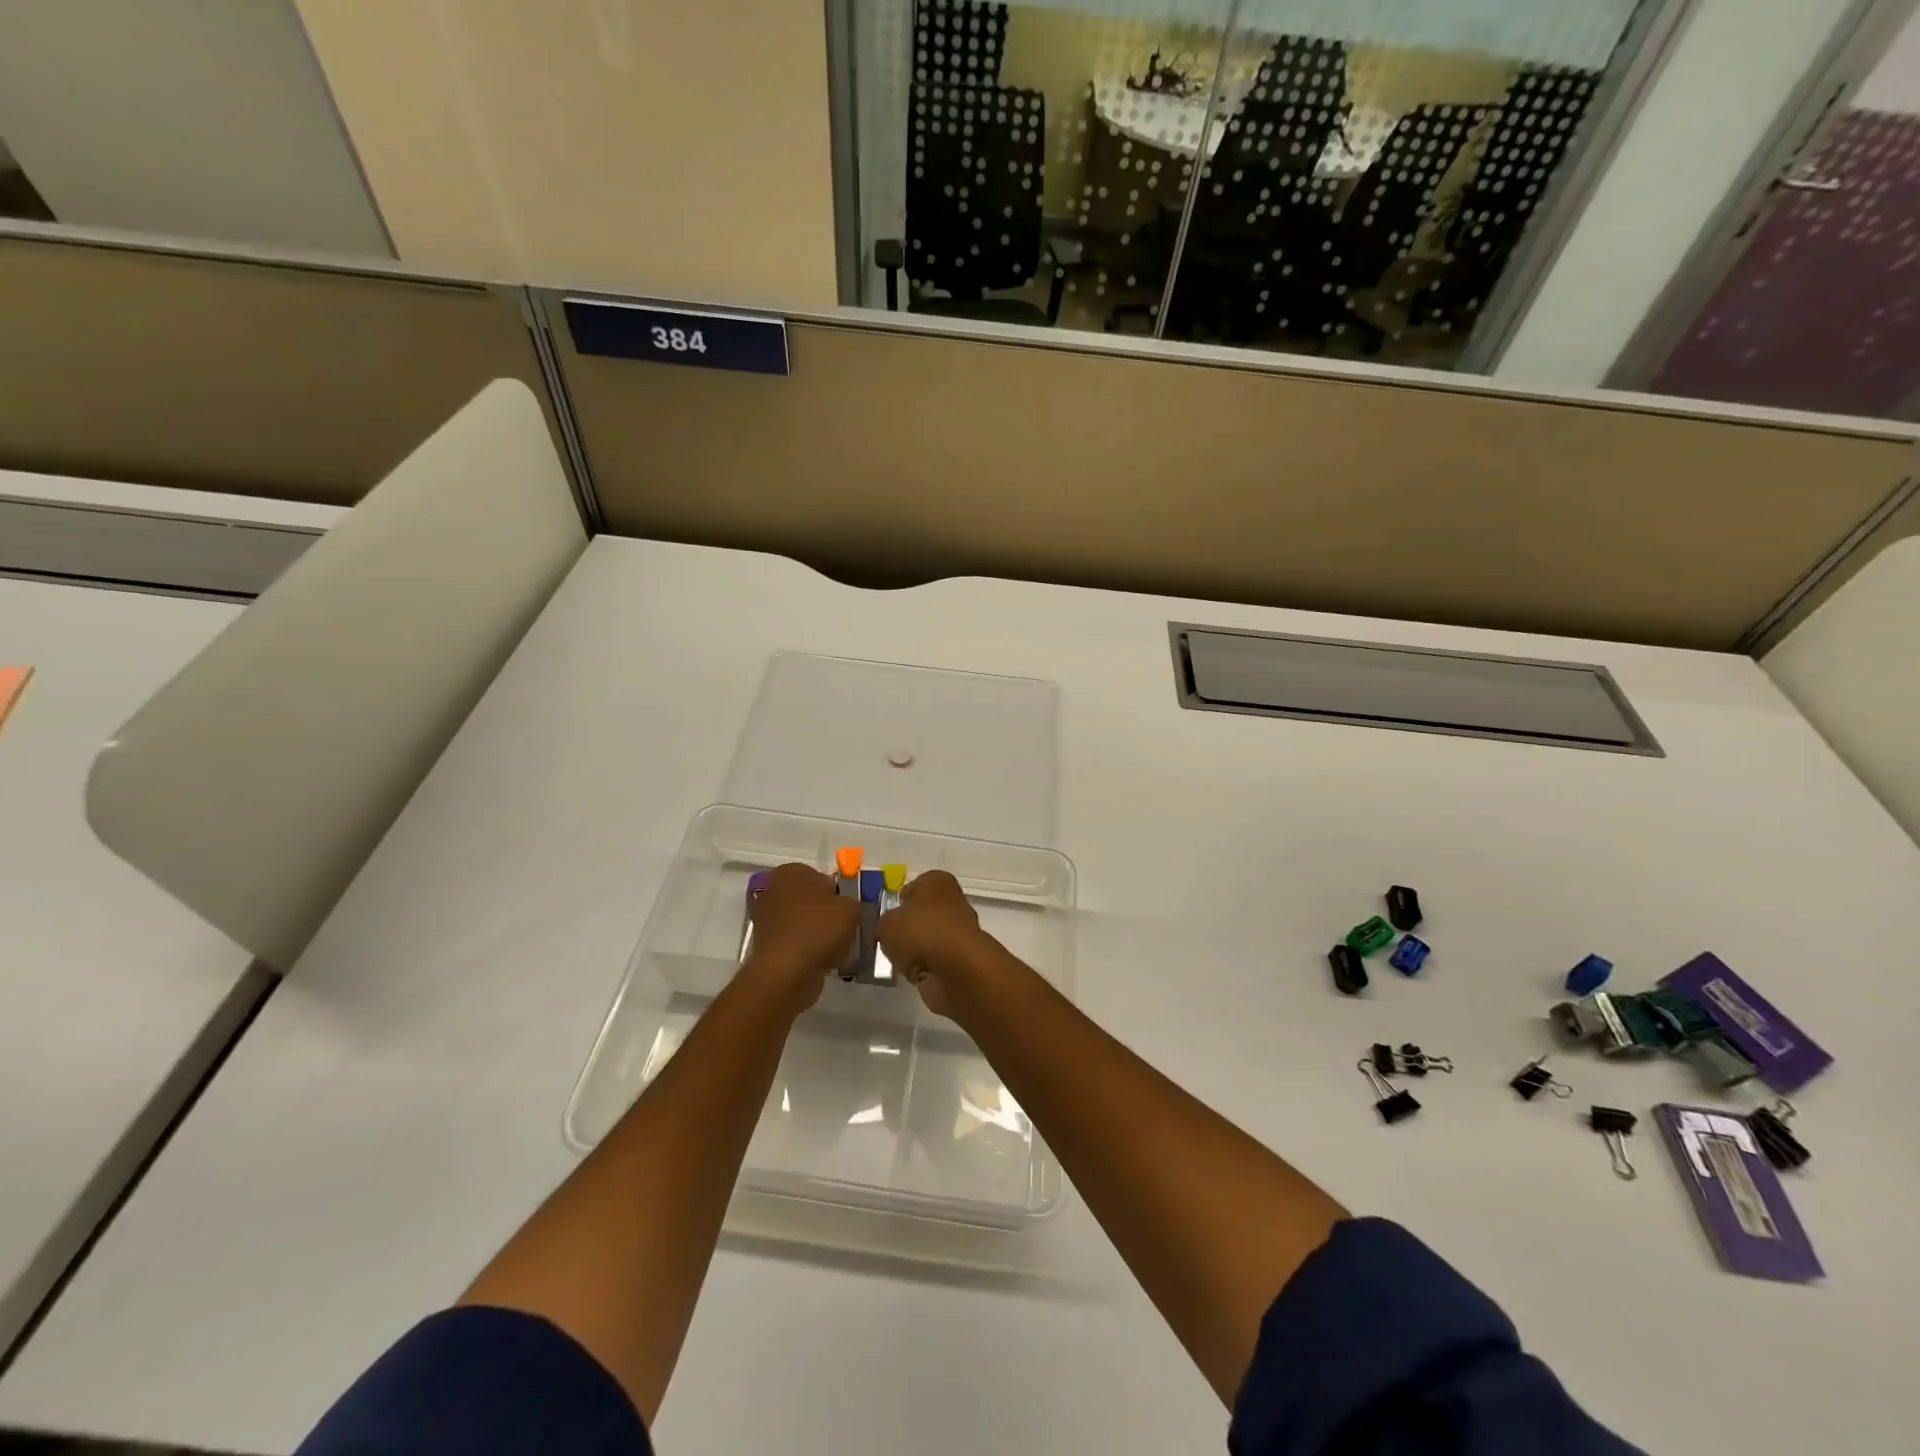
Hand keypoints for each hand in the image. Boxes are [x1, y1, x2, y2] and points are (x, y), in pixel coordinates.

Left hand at [741, 863, 859, 1014]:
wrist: (786, 973)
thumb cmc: (818, 930)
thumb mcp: (851, 908)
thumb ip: (853, 901)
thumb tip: (846, 908)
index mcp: (792, 872)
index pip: (824, 878)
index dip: (841, 895)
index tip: (850, 913)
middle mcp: (774, 890)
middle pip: (813, 901)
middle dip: (828, 915)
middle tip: (846, 930)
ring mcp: (766, 918)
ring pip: (805, 923)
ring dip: (819, 934)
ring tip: (837, 949)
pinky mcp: (765, 944)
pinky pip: (796, 942)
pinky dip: (808, 950)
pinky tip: (823, 961)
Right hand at [877, 870, 993, 1017]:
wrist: (956, 970)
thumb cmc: (920, 932)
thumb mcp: (886, 923)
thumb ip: (883, 922)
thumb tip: (889, 928)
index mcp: (936, 881)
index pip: (910, 887)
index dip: (895, 903)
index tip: (882, 919)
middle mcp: (951, 900)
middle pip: (919, 913)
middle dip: (905, 928)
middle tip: (885, 941)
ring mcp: (958, 930)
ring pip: (926, 937)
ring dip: (913, 949)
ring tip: (896, 959)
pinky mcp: (960, 957)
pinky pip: (932, 959)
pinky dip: (923, 966)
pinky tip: (910, 973)